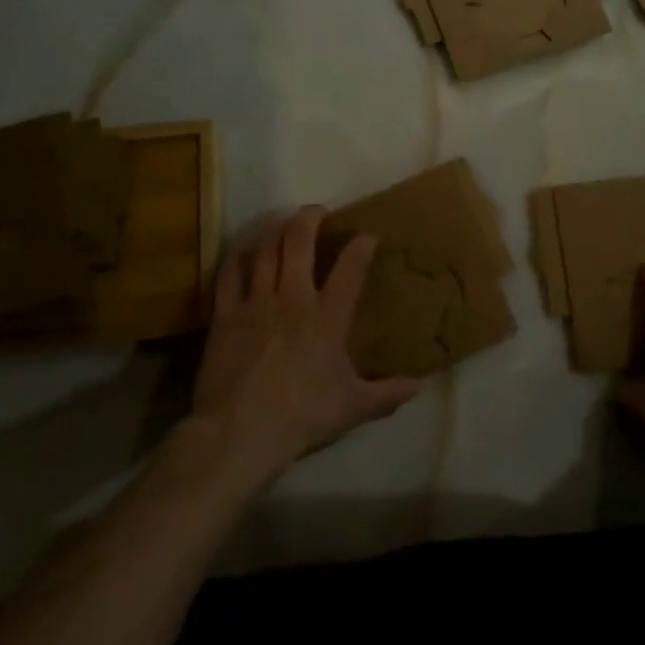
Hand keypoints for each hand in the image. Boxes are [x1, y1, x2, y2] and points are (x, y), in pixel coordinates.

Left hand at [186, 207, 421, 488]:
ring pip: (265, 249)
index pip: (351, 266)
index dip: (362, 244)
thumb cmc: (302, 416)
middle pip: (299, 240)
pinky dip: (239, 256)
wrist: (239, 433)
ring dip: (276, 230)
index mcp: (327, 316)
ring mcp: (256, 302)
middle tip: (318, 212)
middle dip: (310, 217)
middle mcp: (293, 297)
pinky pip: (230, 273)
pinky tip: (246, 251)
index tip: (369, 235)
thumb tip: (419, 386)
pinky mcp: (225, 315)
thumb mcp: (352, 408)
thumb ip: (387, 394)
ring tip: (283, 224)